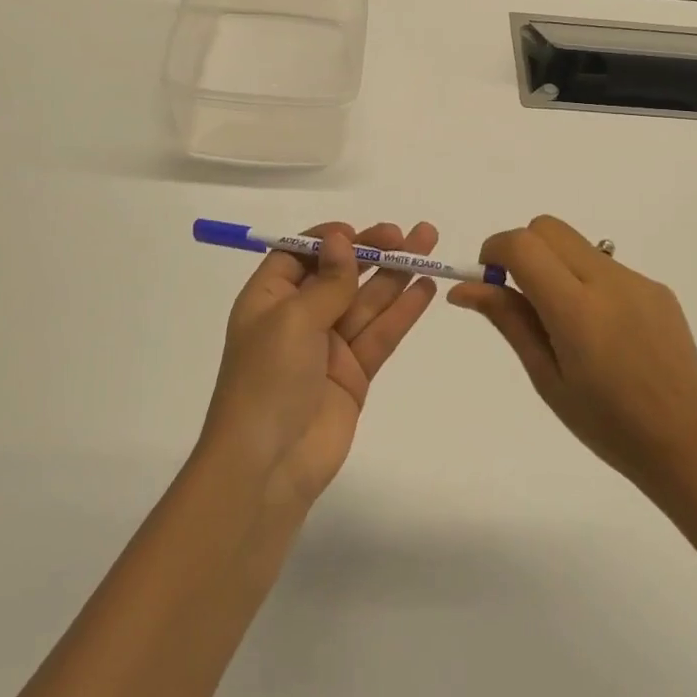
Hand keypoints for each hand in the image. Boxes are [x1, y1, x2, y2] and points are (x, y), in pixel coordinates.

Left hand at [201, 222, 438, 511]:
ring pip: (367, 301)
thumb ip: (327, 281)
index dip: (330, 240)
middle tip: (410, 234)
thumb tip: (341, 240)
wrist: (268, 465)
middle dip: (374, 252)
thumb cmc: (267, 379)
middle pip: (341, 274)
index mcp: (269, 299)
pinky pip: (381, 334)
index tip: (360, 232)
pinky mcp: (354, 374)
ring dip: (397, 274)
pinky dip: (403, 311)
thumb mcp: (292, 319)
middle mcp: (298, 318)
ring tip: (429, 245)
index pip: (300, 256)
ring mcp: (329, 347)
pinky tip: (425, 288)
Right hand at [449, 215, 696, 494]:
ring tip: (565, 324)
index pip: (523, 245)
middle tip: (519, 295)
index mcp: (577, 310)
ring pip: (577, 245)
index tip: (489, 279)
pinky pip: (606, 266)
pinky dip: (586, 281)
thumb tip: (465, 288)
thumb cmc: (607, 425)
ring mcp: (638, 281)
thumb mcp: (547, 378)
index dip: (495, 250)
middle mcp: (608, 282)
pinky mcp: (658, 289)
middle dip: (523, 249)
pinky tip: (601, 331)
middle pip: (548, 228)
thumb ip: (508, 321)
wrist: (688, 443)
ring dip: (555, 265)